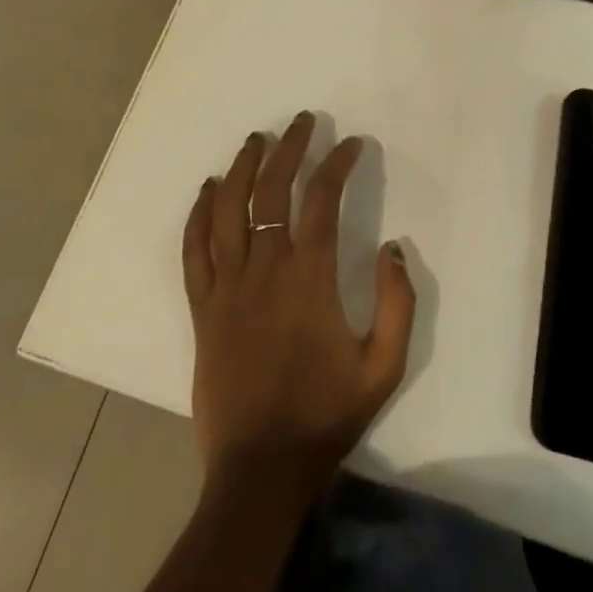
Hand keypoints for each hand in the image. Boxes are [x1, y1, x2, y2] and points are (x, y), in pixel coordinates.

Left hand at [182, 113, 415, 501]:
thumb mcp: (384, 367)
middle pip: (272, 191)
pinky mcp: (201, 307)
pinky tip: (207, 190)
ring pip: (228, 209)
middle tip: (301, 122)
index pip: (321, 200)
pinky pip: (194, 249)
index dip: (337, 164)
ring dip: (242, 168)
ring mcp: (227, 286)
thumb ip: (398, 303)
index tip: (350, 143)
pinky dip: (198, 214)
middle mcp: (265, 269)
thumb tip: (394, 248)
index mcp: (309, 278)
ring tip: (256, 140)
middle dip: (289, 148)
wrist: (260, 469)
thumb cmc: (325, 415)